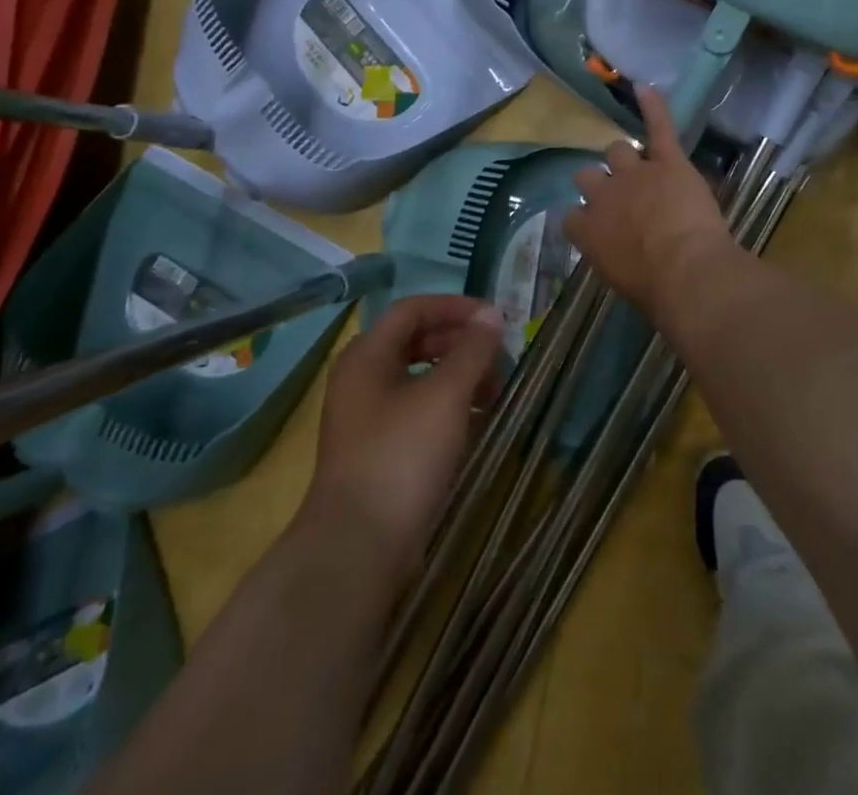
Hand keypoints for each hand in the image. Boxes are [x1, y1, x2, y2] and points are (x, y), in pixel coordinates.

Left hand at [302, 295, 502, 581]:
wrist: (358, 550)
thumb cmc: (402, 456)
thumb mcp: (445, 396)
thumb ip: (472, 351)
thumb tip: (493, 315)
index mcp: (367, 355)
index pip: (413, 310)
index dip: (456, 308)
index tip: (495, 320)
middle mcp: (361, 380)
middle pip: (415, 343)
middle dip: (460, 345)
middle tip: (499, 358)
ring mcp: (367, 419)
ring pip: (418, 380)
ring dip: (458, 378)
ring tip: (496, 394)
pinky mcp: (378, 453)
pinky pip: (417, 413)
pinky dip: (448, 409)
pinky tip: (476, 425)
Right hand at [564, 85, 735, 314]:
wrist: (687, 272)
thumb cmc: (655, 291)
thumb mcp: (618, 280)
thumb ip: (611, 257)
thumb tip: (619, 255)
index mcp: (587, 230)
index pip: (572, 215)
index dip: (585, 217)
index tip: (595, 225)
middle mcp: (603, 196)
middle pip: (589, 176)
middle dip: (599, 182)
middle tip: (618, 196)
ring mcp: (634, 173)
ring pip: (618, 150)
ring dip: (625, 157)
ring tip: (636, 163)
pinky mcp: (667, 161)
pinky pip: (658, 127)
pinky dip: (653, 106)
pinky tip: (644, 88)